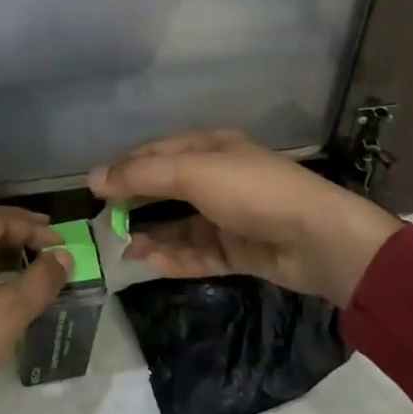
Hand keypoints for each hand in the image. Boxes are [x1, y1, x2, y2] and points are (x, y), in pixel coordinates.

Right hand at [88, 130, 400, 305]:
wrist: (319, 239)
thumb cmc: (252, 192)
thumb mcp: (194, 173)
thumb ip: (143, 175)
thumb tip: (94, 178)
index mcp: (209, 149)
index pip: (156, 153)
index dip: (124, 168)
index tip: (93, 190)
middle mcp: (217, 178)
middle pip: (166, 190)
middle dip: (136, 206)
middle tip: (106, 225)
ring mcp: (229, 216)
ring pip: (180, 225)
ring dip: (153, 236)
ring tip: (127, 250)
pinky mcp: (239, 249)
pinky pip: (199, 253)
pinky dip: (176, 258)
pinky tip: (154, 264)